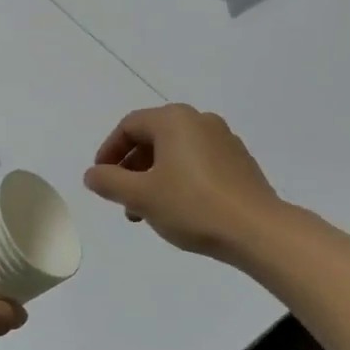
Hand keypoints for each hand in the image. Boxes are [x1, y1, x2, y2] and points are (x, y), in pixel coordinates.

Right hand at [83, 105, 283, 259]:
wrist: (257, 230)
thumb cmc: (192, 206)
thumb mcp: (141, 195)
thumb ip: (109, 182)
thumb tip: (92, 174)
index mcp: (174, 120)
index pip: (129, 126)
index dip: (109, 151)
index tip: (100, 178)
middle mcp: (200, 121)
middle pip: (153, 138)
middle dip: (131, 168)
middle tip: (121, 198)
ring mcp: (224, 141)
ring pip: (175, 153)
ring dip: (153, 177)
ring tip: (145, 212)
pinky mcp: (239, 163)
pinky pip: (198, 163)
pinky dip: (179, 180)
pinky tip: (177, 210)